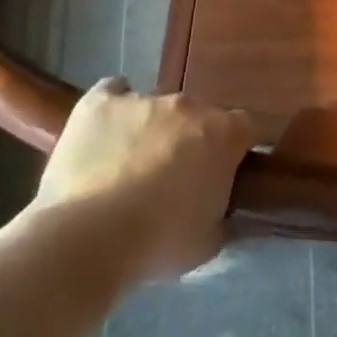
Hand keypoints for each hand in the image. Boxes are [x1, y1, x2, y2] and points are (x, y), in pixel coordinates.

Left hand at [34, 79, 250, 281]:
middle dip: (193, 140)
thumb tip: (218, 204)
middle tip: (177, 177)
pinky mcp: (98, 103)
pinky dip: (114, 109)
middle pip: (199, 116)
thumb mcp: (209, 239)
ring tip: (130, 166)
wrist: (87, 238)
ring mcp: (142, 99)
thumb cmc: (159, 243)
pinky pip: (113, 93)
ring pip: (156, 108)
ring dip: (153, 130)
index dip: (240, 147)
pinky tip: (106, 133)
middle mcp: (187, 106)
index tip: (231, 169)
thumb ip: (221, 211)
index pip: (249, 126)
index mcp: (223, 134)